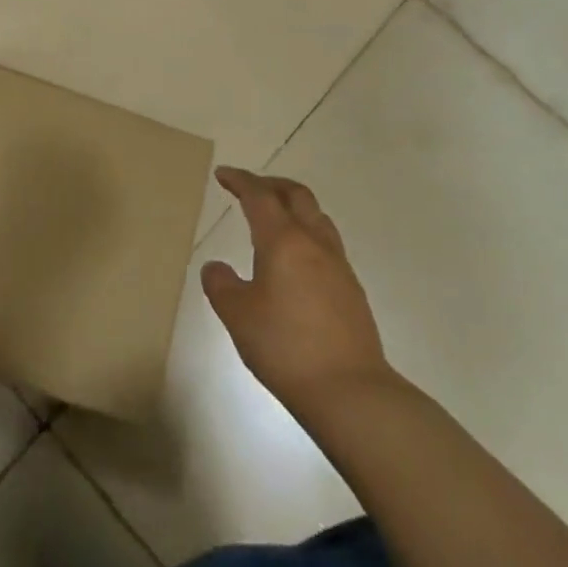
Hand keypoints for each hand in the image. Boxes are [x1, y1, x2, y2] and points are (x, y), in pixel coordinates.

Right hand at [202, 167, 396, 416]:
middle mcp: (313, 243)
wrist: (351, 392)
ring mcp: (338, 265)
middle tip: (250, 189)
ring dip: (294, 207)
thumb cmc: (286, 347)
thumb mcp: (238, 316)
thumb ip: (221, 285)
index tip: (223, 174)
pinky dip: (307, 235)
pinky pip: (327, 244)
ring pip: (317, 217)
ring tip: (275, 219)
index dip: (240, 181)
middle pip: (296, 195)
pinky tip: (296, 261)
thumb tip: (215, 268)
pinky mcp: (352, 290)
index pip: (259, 196)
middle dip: (271, 184)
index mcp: (283, 240)